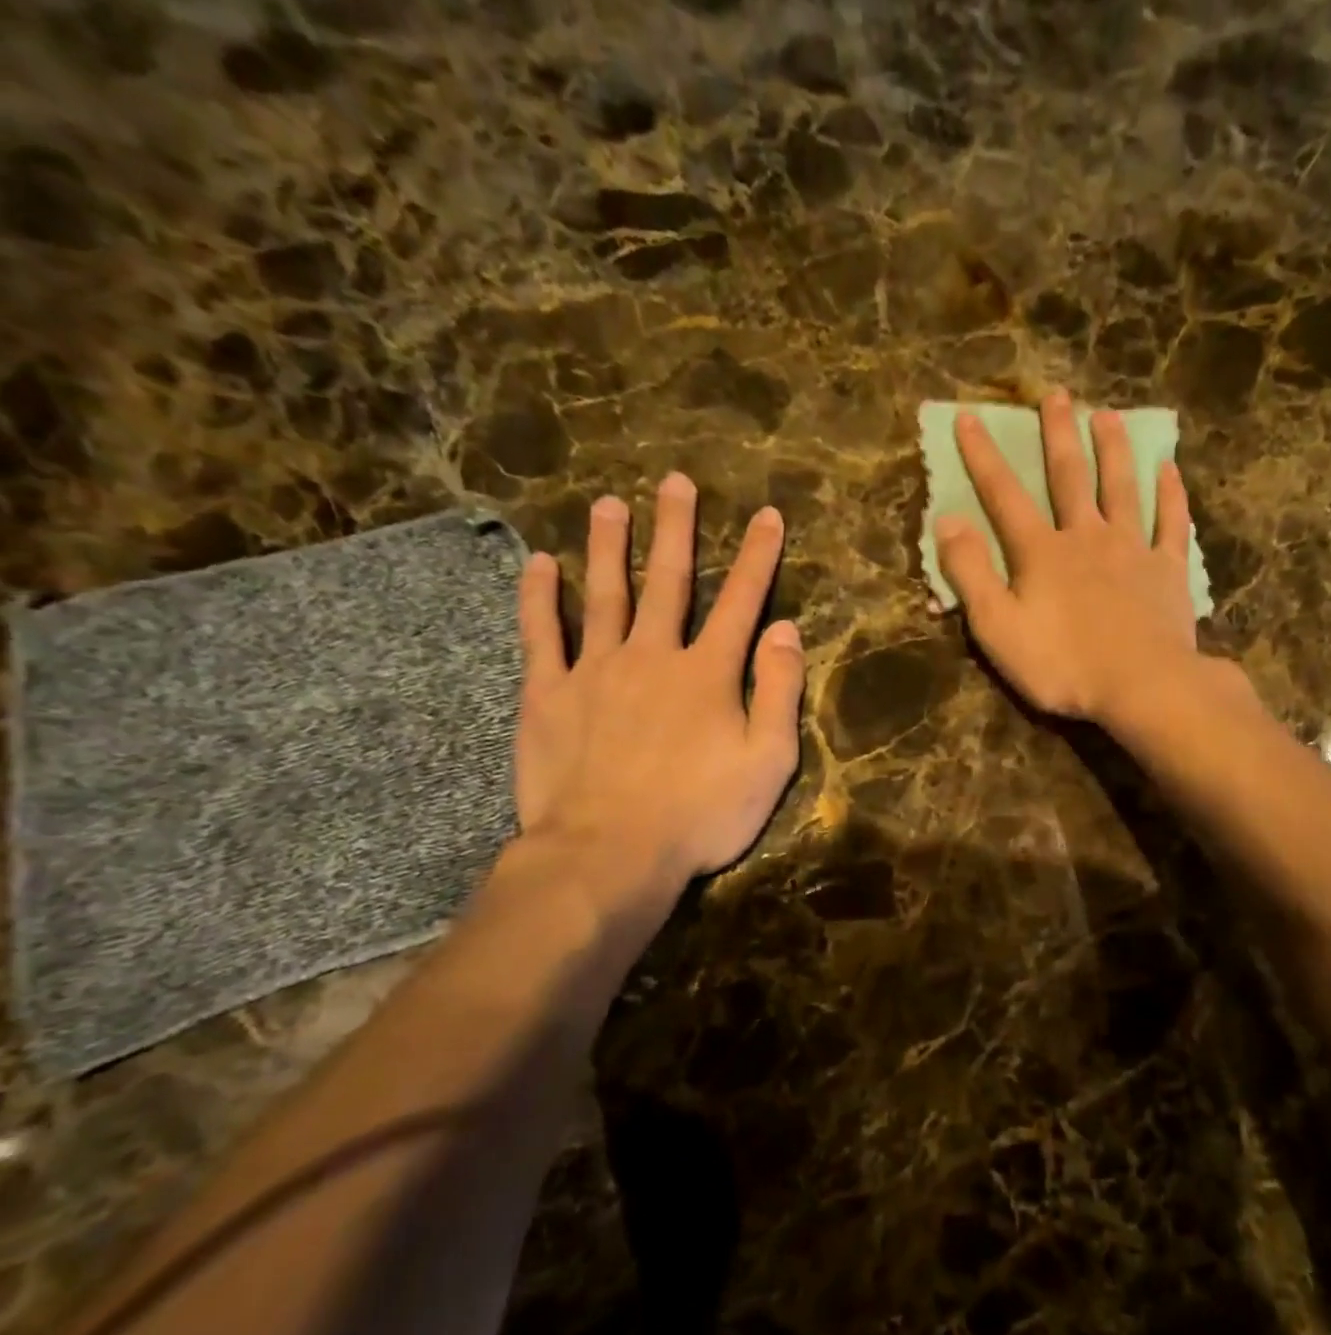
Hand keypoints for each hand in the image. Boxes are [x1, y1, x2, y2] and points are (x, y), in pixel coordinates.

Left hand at [514, 478, 802, 909]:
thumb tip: (787, 629)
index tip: (766, 515)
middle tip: (674, 481)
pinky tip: (541, 564)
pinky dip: (540, 598)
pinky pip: (542, 635)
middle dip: (676, 529)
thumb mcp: (768, 762)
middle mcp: (653, 655)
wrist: (608, 854)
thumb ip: (780, 691)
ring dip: (610, 546)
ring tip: (610, 503)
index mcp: (709, 673)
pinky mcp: (548, 695)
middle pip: (668, 581)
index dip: (756, 556)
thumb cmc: (700, 814)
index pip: (740, 601)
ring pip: (604, 594)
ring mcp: (595, 671)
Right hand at [935, 389, 1201, 727]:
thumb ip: (970, 573)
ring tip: (1107, 416)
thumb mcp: (997, 627)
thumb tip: (947, 520)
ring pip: (1122, 488)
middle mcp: (1087, 536)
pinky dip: (1171, 495)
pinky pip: (1171, 523)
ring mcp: (1132, 550)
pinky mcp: (1168, 571)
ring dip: (1113, 450)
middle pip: (1070, 476)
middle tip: (1056, 395)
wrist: (1142, 685)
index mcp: (1041, 552)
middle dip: (1058, 434)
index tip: (970, 417)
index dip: (983, 456)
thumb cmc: (1062, 663)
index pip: (1004, 495)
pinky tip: (1169, 470)